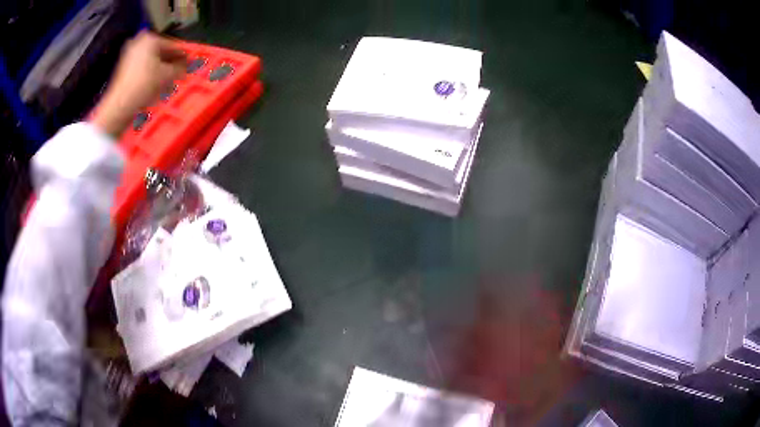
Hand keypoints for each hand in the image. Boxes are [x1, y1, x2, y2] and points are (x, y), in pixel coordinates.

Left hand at [92, 31, 186, 136]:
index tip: (191, 62)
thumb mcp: (168, 76)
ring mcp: (129, 54)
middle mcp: (139, 42)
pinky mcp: (124, 68)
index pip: (172, 45)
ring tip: (169, 79)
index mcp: (150, 38)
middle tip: (179, 71)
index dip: (182, 55)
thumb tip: (188, 65)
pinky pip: (142, 67)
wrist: (120, 105)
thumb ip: (180, 68)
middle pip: (160, 52)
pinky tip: (156, 83)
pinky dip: (150, 73)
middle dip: (170, 62)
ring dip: (160, 68)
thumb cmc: (144, 85)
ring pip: (151, 60)